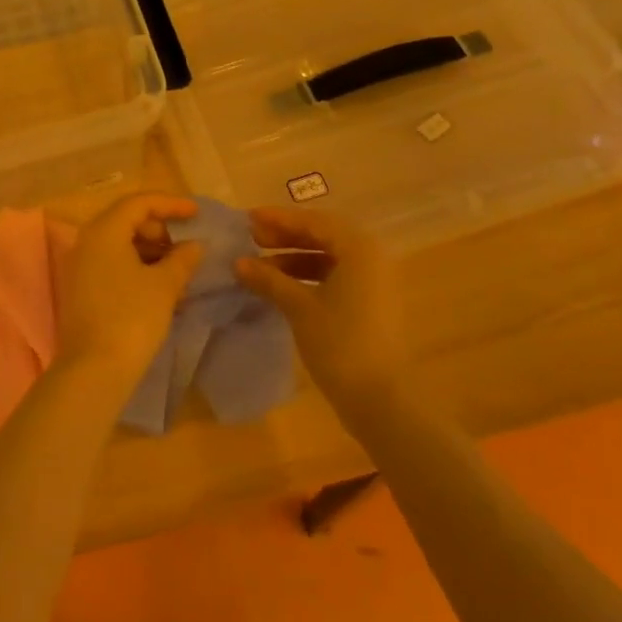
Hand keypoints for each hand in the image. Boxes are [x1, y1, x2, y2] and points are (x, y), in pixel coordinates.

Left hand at [53, 193, 201, 383]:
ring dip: (151, 250)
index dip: (171, 204)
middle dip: (160, 229)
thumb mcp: (164, 286)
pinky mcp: (82, 289)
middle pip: (127, 220)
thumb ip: (182, 259)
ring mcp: (81, 266)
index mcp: (104, 230)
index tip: (197, 213)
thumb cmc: (131, 318)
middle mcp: (87, 241)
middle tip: (187, 246)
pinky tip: (160, 286)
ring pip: (120, 244)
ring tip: (179, 269)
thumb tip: (194, 246)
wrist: (93, 370)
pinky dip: (137, 267)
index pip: (140, 202)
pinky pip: (113, 264)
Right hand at [235, 207, 409, 416]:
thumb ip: (269, 279)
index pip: (314, 221)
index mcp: (359, 249)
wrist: (383, 402)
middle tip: (252, 240)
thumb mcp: (299, 307)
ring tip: (261, 268)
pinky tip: (282, 289)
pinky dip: (308, 278)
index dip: (279, 219)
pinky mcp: (371, 305)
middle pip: (323, 236)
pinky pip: (335, 278)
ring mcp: (374, 283)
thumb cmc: (340, 344)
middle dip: (285, 237)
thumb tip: (238, 262)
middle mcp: (371, 258)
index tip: (248, 219)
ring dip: (294, 259)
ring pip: (328, 259)